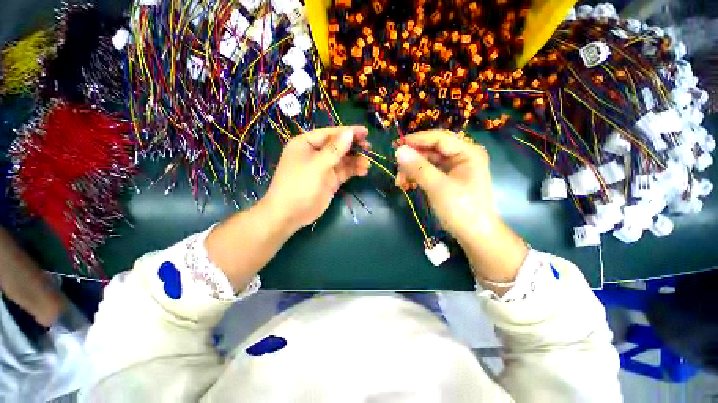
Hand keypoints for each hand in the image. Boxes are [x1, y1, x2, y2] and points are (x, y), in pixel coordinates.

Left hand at [263, 126, 370, 231]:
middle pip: (338, 146)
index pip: (330, 133)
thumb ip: (334, 149)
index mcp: (306, 143)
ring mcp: (323, 167)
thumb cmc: (299, 185)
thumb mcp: (317, 165)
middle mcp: (315, 153)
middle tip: (368, 149)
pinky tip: (363, 171)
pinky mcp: (330, 180)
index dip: (348, 132)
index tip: (365, 132)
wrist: (290, 214)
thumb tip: (349, 132)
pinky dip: (354, 170)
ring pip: (343, 159)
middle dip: (353, 147)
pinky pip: (344, 171)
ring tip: (367, 164)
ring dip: (356, 160)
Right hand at [394, 130, 496, 242]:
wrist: (474, 235)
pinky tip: (407, 186)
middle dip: (412, 159)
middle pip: (431, 150)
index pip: (438, 138)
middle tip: (396, 170)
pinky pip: (428, 172)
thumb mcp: (438, 187)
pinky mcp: (447, 179)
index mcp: (467, 152)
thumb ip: (418, 168)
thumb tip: (398, 151)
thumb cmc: (461, 210)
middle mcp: (461, 156)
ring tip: (400, 183)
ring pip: (427, 162)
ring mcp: (454, 168)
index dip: (416, 140)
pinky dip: (416, 177)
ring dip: (412, 170)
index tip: (396, 145)